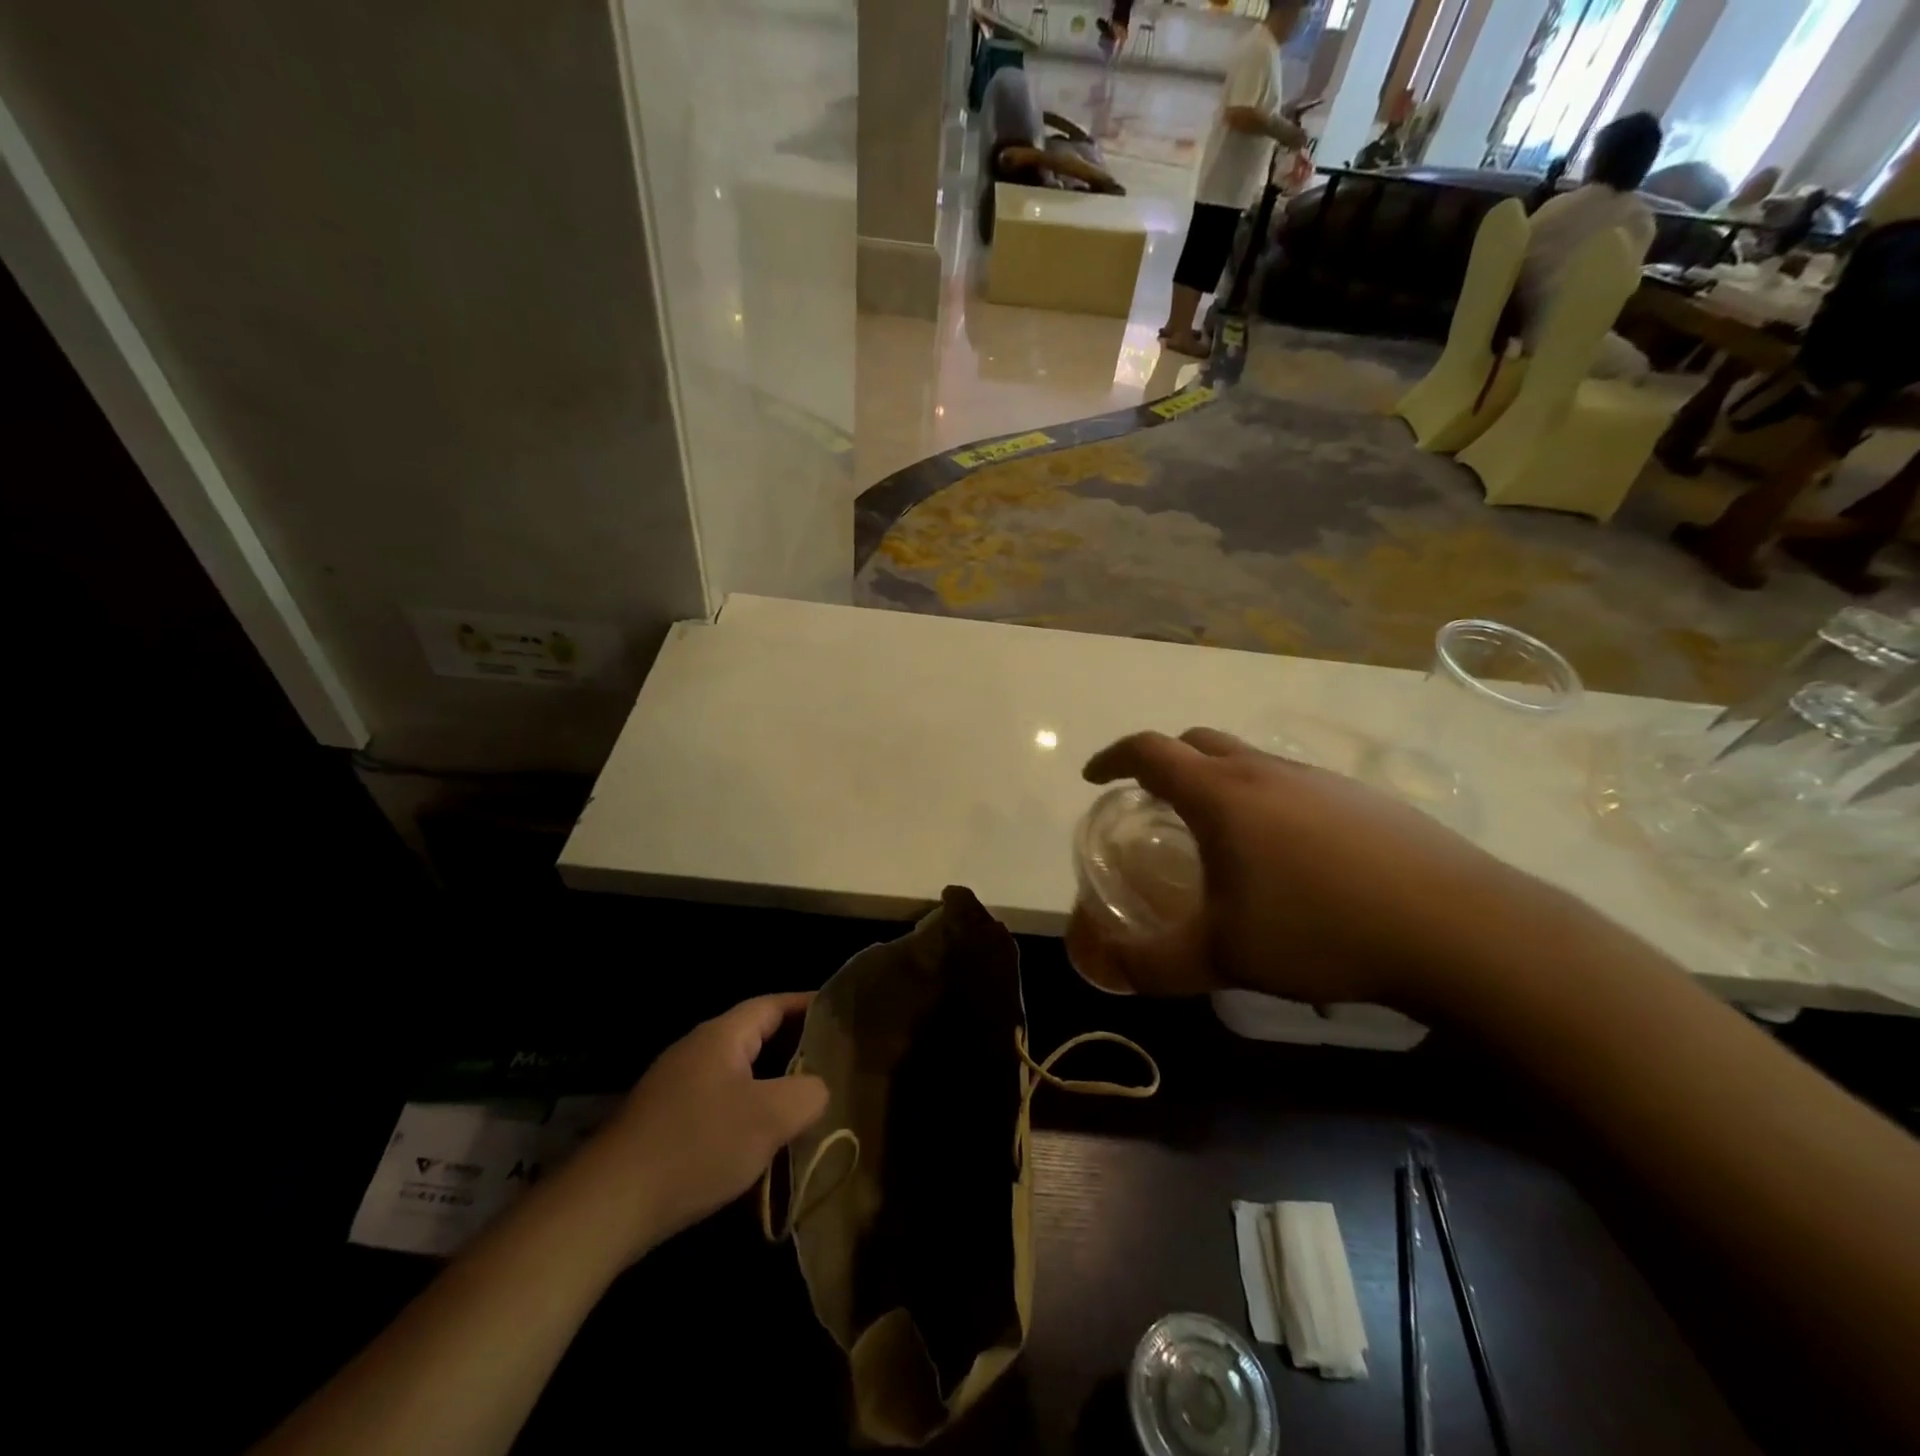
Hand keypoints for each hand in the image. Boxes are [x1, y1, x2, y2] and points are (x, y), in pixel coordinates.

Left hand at [559, 994, 826, 1261]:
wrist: (607, 1206)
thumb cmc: (697, 1145)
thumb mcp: (769, 1117)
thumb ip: (807, 1093)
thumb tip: (817, 1089)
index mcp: (721, 1036)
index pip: (773, 1005)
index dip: (808, 1005)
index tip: (840, 1014)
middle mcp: (696, 1051)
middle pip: (755, 1037)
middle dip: (794, 1048)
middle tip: (832, 1061)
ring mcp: (676, 1088)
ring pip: (737, 1075)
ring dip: (771, 1085)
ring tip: (805, 1103)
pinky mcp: (663, 1125)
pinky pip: (718, 1105)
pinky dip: (746, 1113)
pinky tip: (760, 1144)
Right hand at [1074, 729, 1536, 1008]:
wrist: (1460, 929)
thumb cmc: (1321, 929)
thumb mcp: (1222, 956)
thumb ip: (1152, 963)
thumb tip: (1108, 965)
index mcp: (1222, 793)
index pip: (1150, 751)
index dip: (1113, 758)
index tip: (1095, 778)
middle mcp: (1267, 771)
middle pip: (1199, 743)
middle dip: (1164, 763)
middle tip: (1153, 801)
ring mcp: (1321, 780)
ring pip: (1250, 761)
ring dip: (1218, 782)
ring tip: (1219, 835)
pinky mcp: (1364, 799)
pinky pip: (1294, 785)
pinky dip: (1266, 801)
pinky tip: (1288, 858)